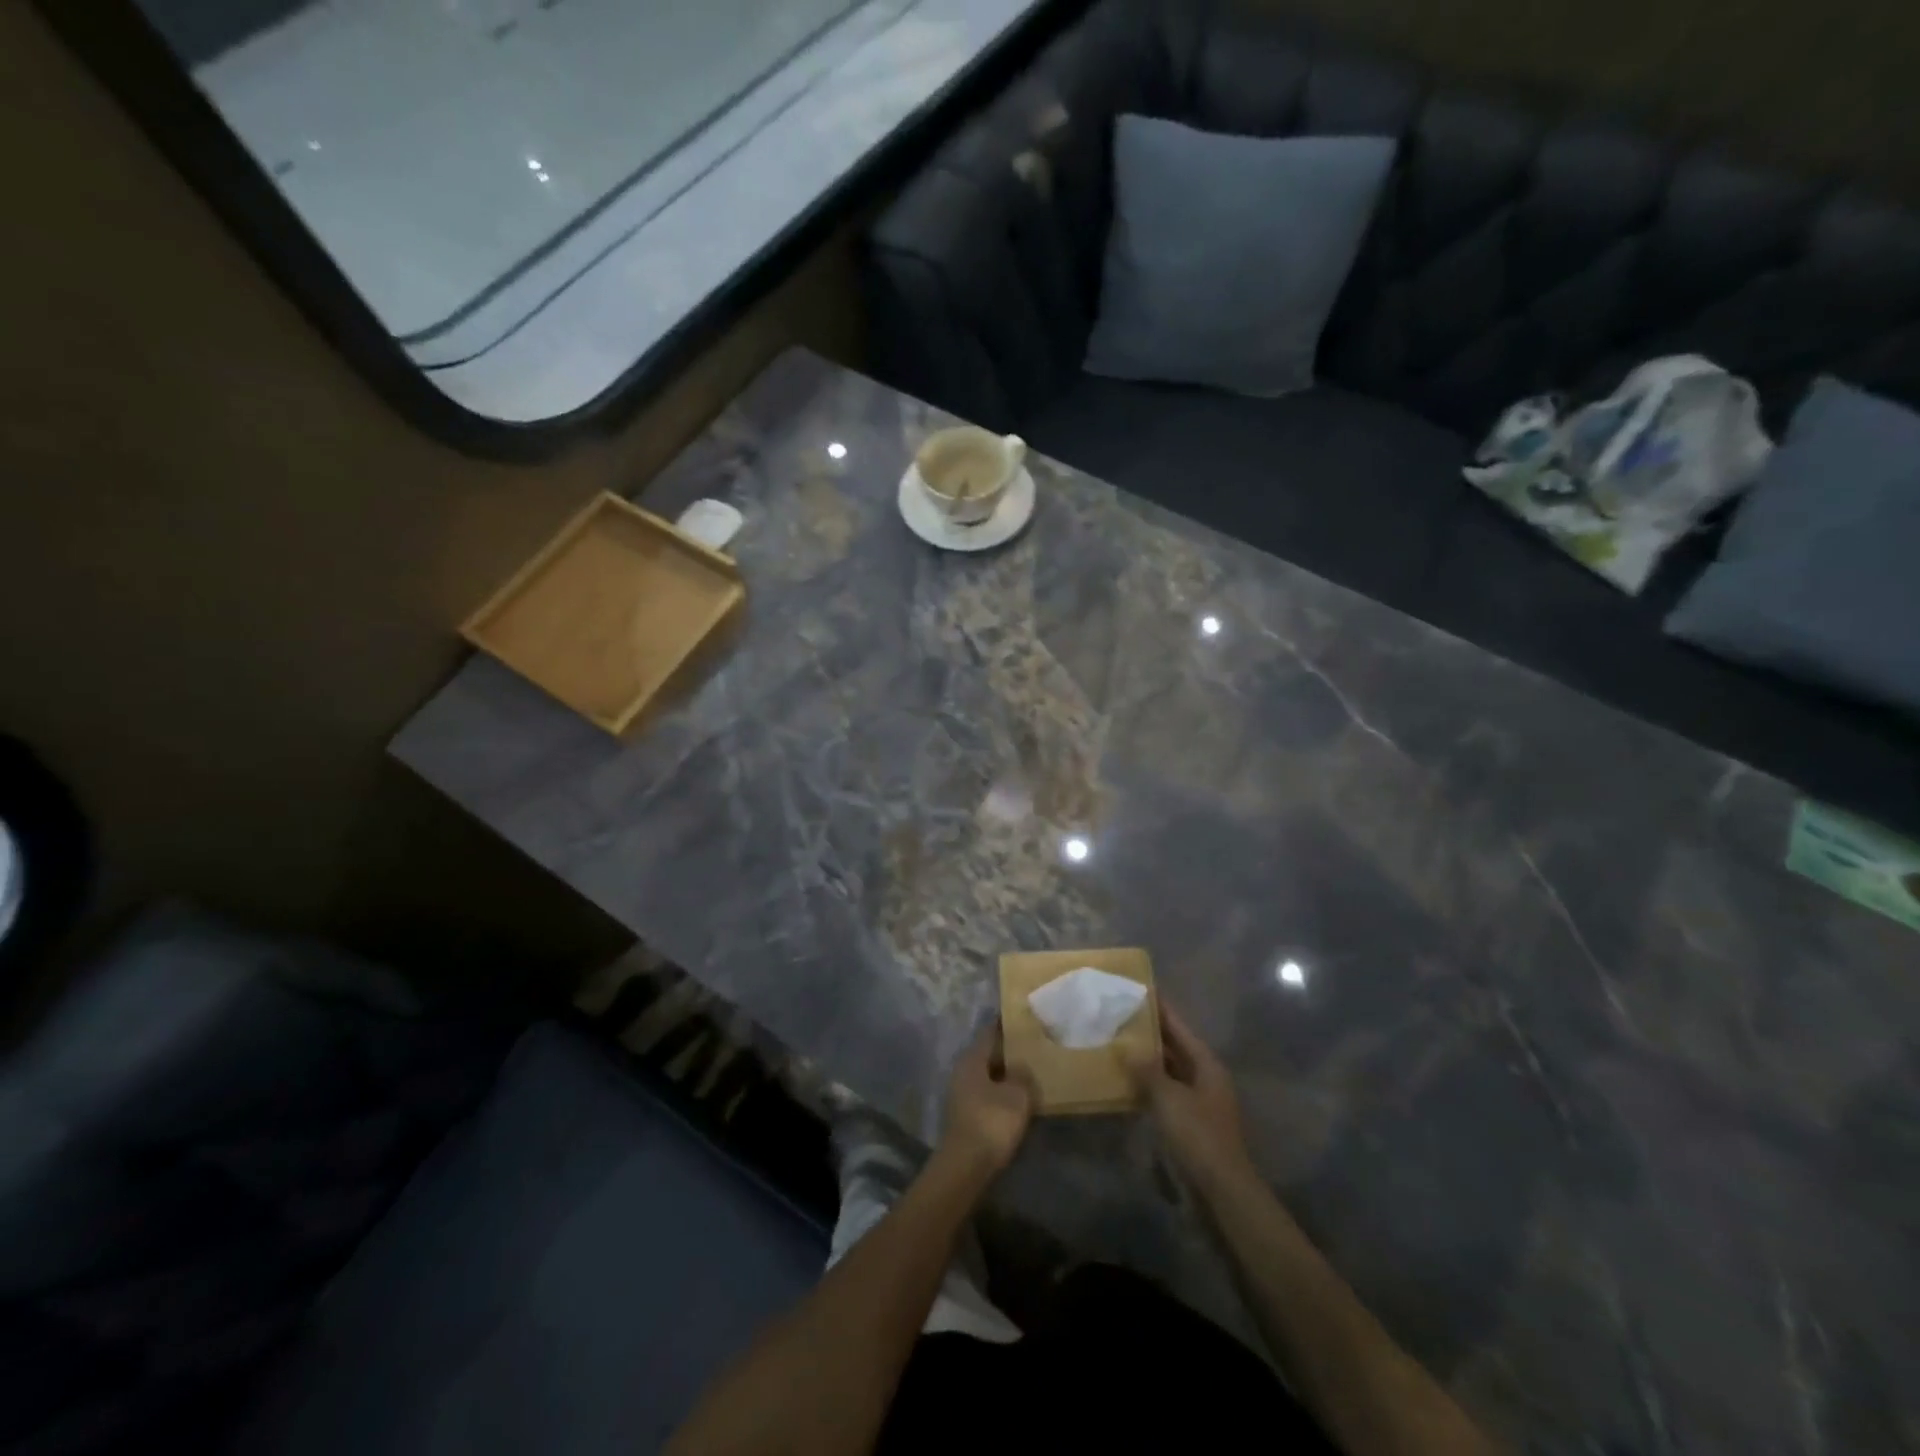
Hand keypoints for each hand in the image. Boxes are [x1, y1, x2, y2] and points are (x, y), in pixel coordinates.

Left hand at [939, 1024, 1034, 1175]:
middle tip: (1033, 1047)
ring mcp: (961, 1093)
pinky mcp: (966, 1114)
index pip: (991, 1032)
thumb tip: (1021, 1067)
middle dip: (1009, 1052)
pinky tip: (1017, 1099)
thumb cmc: (992, 1121)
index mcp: (972, 1058)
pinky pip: (987, 1094)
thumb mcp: (1017, 1095)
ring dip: (1006, 1075)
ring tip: (1030, 1073)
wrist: (966, 1165)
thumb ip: (1022, 1075)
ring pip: (988, 1075)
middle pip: (989, 1054)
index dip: (1008, 1025)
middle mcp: (963, 1070)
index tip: (1025, 1020)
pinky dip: (1001, 1093)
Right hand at [1127, 1001, 1253, 1188]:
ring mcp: (1198, 1101)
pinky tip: (1125, 1082)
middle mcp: (1205, 1077)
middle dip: (1149, 1034)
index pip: (1179, 1027)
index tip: (1140, 989)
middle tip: (1119, 1016)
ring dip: (1146, 1060)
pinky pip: (1165, 1093)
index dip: (1160, 1009)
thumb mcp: (1168, 1097)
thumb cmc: (1198, 1135)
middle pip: (1175, 1047)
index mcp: (1206, 1064)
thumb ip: (1147, 1069)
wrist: (1221, 1189)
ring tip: (1116, 1044)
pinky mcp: (1190, 1123)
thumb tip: (1127, 1046)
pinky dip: (1148, 1085)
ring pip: (1169, 1071)